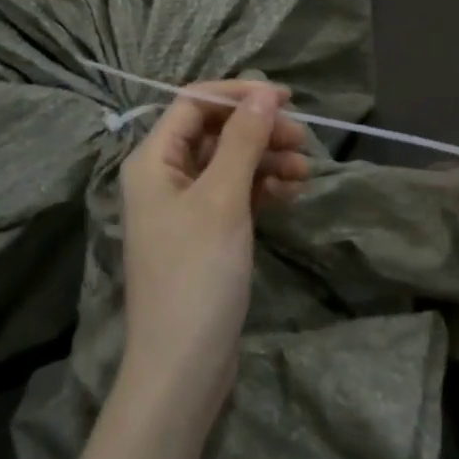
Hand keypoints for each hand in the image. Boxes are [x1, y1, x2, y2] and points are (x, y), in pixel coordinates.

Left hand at [117, 82, 309, 420]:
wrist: (183, 366)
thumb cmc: (197, 274)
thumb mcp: (222, 199)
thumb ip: (243, 140)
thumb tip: (264, 91)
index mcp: (153, 160)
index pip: (194, 103)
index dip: (238, 95)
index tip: (285, 99)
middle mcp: (164, 176)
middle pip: (216, 132)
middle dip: (258, 130)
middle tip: (302, 139)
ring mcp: (185, 206)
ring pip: (230, 162)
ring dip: (266, 159)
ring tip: (305, 171)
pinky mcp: (206, 232)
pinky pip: (236, 192)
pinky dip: (263, 187)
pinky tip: (291, 192)